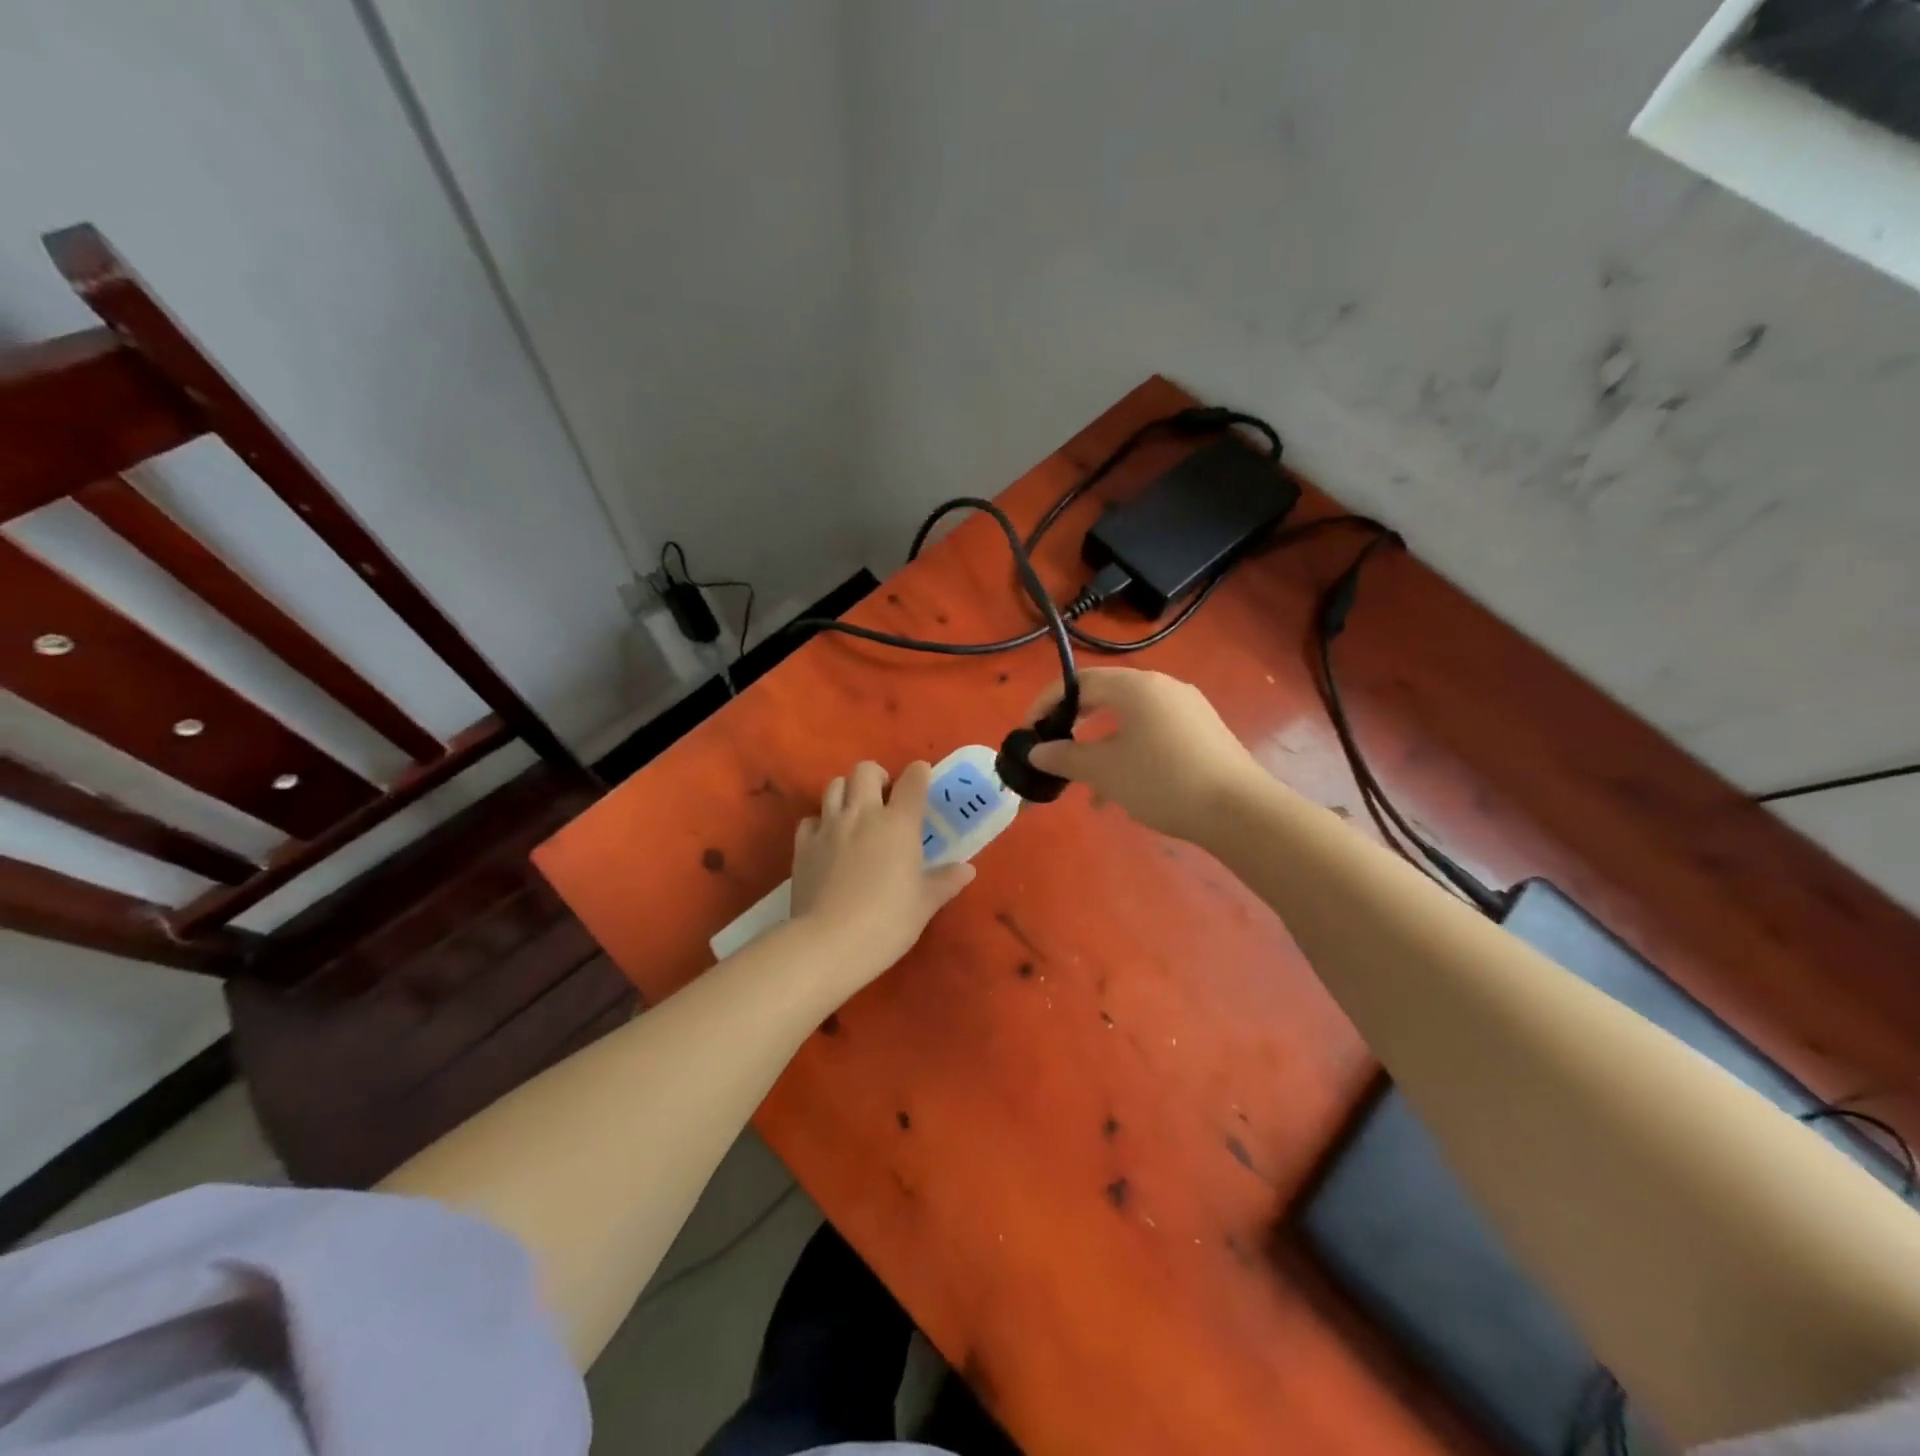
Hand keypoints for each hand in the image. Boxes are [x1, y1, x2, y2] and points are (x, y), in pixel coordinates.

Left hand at [789, 760, 974, 986]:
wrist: (829, 941)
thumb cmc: (888, 922)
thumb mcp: (924, 904)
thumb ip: (944, 882)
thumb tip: (967, 870)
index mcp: (899, 824)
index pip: (912, 781)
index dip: (918, 773)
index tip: (921, 775)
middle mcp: (863, 814)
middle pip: (865, 770)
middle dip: (876, 775)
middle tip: (884, 796)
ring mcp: (829, 827)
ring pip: (834, 786)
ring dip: (847, 791)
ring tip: (855, 811)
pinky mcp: (803, 845)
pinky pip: (810, 819)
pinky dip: (820, 822)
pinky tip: (828, 839)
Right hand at [1025, 668, 1260, 842]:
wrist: (1239, 810)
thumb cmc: (1162, 781)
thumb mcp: (1105, 771)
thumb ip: (1065, 757)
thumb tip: (1036, 751)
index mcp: (1136, 686)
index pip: (1079, 682)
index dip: (1048, 703)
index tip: (1030, 730)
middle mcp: (1163, 687)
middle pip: (1106, 698)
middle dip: (1076, 725)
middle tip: (1056, 749)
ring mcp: (1187, 709)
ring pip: (1130, 721)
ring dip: (1103, 747)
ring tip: (1089, 787)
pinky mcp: (1204, 732)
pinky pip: (1154, 734)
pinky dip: (1131, 753)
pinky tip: (1126, 791)